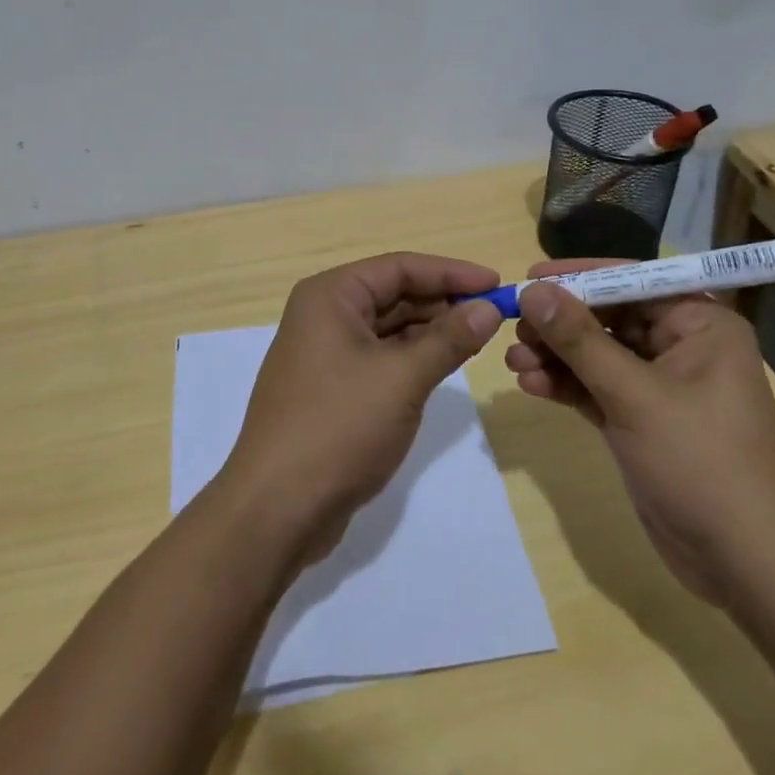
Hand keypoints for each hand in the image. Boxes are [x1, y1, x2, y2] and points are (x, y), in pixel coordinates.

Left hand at [220, 253, 503, 562]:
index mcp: (331, 296)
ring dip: (432, 330)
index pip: (399, 267)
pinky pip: (381, 356)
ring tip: (479, 336)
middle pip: (394, 293)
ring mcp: (326, 352)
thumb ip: (448, 339)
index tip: (497, 283)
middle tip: (496, 313)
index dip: (451, 272)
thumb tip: (488, 309)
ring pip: (389, 326)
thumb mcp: (402, 378)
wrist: (277, 507)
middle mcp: (324, 314)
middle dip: (444, 301)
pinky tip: (446, 363)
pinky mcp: (332, 386)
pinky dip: (414, 356)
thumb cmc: (339, 427)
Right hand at [505, 260, 774, 605]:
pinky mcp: (642, 420)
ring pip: (597, 354)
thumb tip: (532, 290)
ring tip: (512, 361)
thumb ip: (580, 340)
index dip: (579, 278)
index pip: (632, 282)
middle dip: (560, 323)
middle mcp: (683, 346)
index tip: (529, 278)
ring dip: (555, 356)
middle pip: (609, 317)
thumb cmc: (701, 464)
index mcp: (701, 325)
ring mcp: (661, 386)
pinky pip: (596, 388)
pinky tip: (530, 384)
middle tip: (514, 326)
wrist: (745, 567)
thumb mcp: (635, 396)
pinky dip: (565, 385)